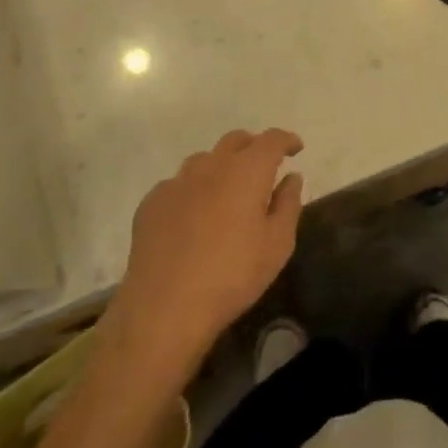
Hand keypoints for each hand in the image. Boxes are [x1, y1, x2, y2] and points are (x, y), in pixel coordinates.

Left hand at [114, 129, 304, 375]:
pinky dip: (194, 190)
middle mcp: (211, 166)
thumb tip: (291, 178)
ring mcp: (177, 182)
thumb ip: (288, 204)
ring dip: (222, 166)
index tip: (295, 148)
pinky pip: (179, 184)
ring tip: (228, 191)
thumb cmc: (233, 275)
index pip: (271, 139)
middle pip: (236, 140)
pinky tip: (194, 217)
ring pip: (205, 160)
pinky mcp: (151, 202)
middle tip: (264, 166)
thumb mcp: (277, 245)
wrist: (165, 308)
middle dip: (254, 147)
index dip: (286, 140)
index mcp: (246, 171)